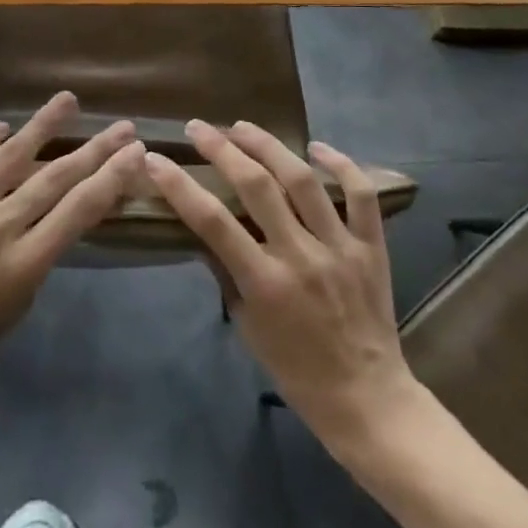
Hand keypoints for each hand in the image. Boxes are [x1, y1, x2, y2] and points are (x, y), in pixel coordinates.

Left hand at [0, 91, 144, 413]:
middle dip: (95, 149)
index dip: (113, 176)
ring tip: (68, 99)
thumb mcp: (17, 306)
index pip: (80, 209)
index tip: (136, 151)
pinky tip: (4, 127)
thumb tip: (58, 206)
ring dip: (44, 124)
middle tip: (122, 126)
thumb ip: (40, 254)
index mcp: (22, 266)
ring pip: (9, 155)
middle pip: (55, 177)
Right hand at [146, 122, 416, 452]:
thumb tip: (206, 230)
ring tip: (243, 126)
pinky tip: (317, 147)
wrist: (368, 401)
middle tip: (199, 128)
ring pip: (303, 180)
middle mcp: (301, 256)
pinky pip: (360, 196)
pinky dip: (342, 165)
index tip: (156, 159)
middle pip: (257, 186)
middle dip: (222, 149)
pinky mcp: (371, 247)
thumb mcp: (248, 328)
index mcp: (265, 283)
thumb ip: (228, 274)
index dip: (180, 186)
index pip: (212, 221)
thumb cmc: (297, 371)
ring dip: (269, 146)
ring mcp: (340, 247)